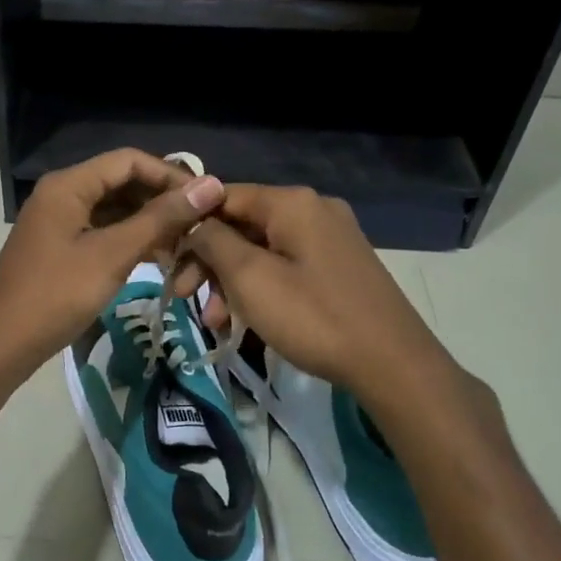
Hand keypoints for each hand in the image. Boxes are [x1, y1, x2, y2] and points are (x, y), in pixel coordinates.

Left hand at [0, 149, 225, 388]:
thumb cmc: (55, 295)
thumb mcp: (112, 255)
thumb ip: (160, 219)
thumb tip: (210, 186)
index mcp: (69, 184)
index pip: (130, 161)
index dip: (170, 176)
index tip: (207, 201)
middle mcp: (63, 194)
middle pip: (122, 182)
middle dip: (161, 200)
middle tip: (200, 227)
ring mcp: (60, 221)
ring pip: (114, 209)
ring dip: (149, 222)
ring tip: (185, 246)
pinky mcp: (61, 247)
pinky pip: (103, 231)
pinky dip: (130, 240)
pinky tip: (157, 258)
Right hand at [184, 185, 453, 405]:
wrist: (393, 363)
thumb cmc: (313, 317)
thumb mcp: (250, 278)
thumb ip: (213, 241)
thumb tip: (194, 223)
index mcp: (292, 202)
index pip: (223, 197)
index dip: (190, 225)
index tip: (167, 260)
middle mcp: (313, 209)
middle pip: (242, 225)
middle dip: (210, 262)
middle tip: (185, 297)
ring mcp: (331, 237)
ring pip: (262, 250)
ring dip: (232, 281)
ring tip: (216, 321)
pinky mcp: (340, 265)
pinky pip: (286, 265)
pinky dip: (261, 287)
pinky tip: (246, 320)